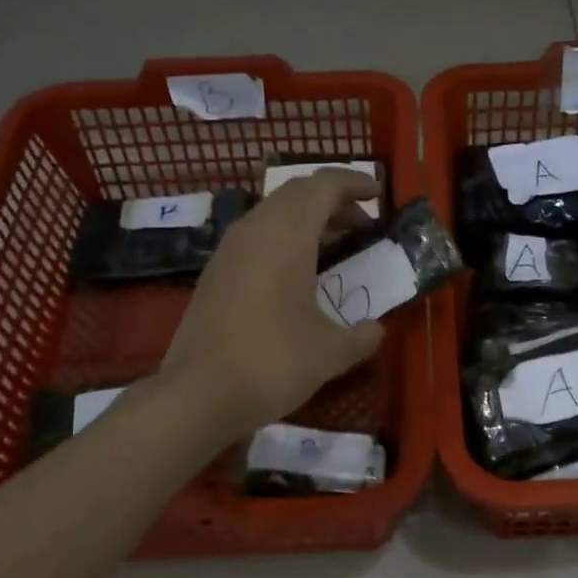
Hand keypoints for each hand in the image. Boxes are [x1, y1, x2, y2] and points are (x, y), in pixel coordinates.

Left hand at [160, 170, 385, 439]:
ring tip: (334, 247)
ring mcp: (227, 251)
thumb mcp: (331, 353)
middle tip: (361, 224)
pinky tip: (297, 276)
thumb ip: (362, 336)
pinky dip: (284, 241)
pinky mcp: (214, 274)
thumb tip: (375, 329)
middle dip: (332, 201)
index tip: (378, 193)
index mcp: (286, 235)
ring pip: (272, 215)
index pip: (323, 186)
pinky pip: (255, 239)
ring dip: (306, 222)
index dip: (354, 183)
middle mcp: (254, 230)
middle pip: (296, 194)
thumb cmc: (273, 363)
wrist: (200, 394)